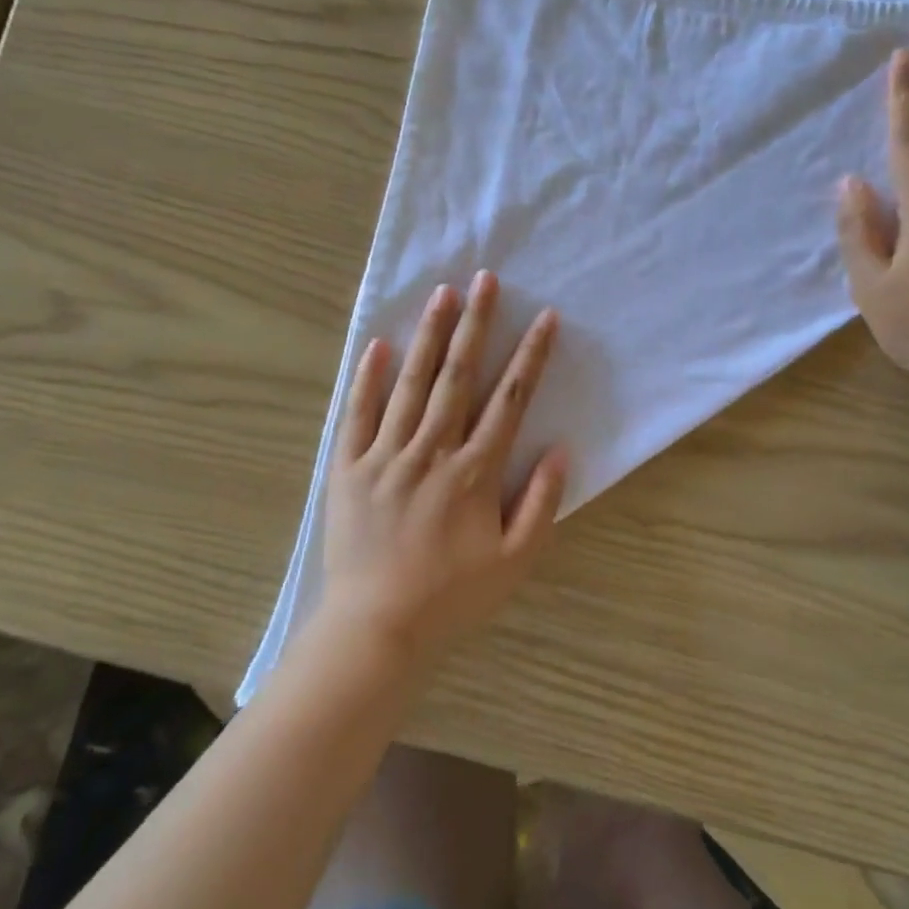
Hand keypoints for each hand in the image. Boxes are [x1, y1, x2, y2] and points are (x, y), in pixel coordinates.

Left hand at [318, 271, 567, 670]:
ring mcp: (384, 456)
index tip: (544, 318)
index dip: (529, 357)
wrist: (376, 628)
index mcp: (473, 472)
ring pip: (410, 384)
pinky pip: (357, 414)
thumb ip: (539, 504)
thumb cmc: (451, 598)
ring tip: (441, 295)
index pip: (508, 401)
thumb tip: (560, 451)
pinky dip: (367, 378)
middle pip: (458, 377)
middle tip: (485, 279)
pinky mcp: (347, 468)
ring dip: (428, 336)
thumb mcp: (513, 562)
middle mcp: (430, 451)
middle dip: (475, 325)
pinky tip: (377, 344)